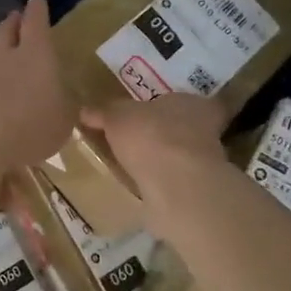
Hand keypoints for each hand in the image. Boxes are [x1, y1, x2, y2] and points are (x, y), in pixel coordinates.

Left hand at [0, 0, 73, 174]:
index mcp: (35, 56)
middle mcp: (3, 55)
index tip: (37, 0)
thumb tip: (63, 96)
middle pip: (5, 29)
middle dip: (12, 22)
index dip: (38, 10)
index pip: (36, 22)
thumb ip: (64, 104)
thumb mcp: (62, 123)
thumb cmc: (29, 131)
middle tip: (16, 20)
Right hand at [80, 92, 227, 195]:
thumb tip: (85, 111)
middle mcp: (206, 129)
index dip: (162, 107)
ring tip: (135, 166)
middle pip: (182, 128)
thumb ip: (104, 112)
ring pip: (181, 156)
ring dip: (163, 160)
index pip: (181, 101)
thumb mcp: (117, 117)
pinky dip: (162, 183)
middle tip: (136, 141)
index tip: (144, 116)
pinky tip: (143, 187)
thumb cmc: (150, 136)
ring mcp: (206, 162)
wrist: (177, 184)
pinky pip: (176, 181)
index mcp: (191, 103)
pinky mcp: (197, 190)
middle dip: (162, 134)